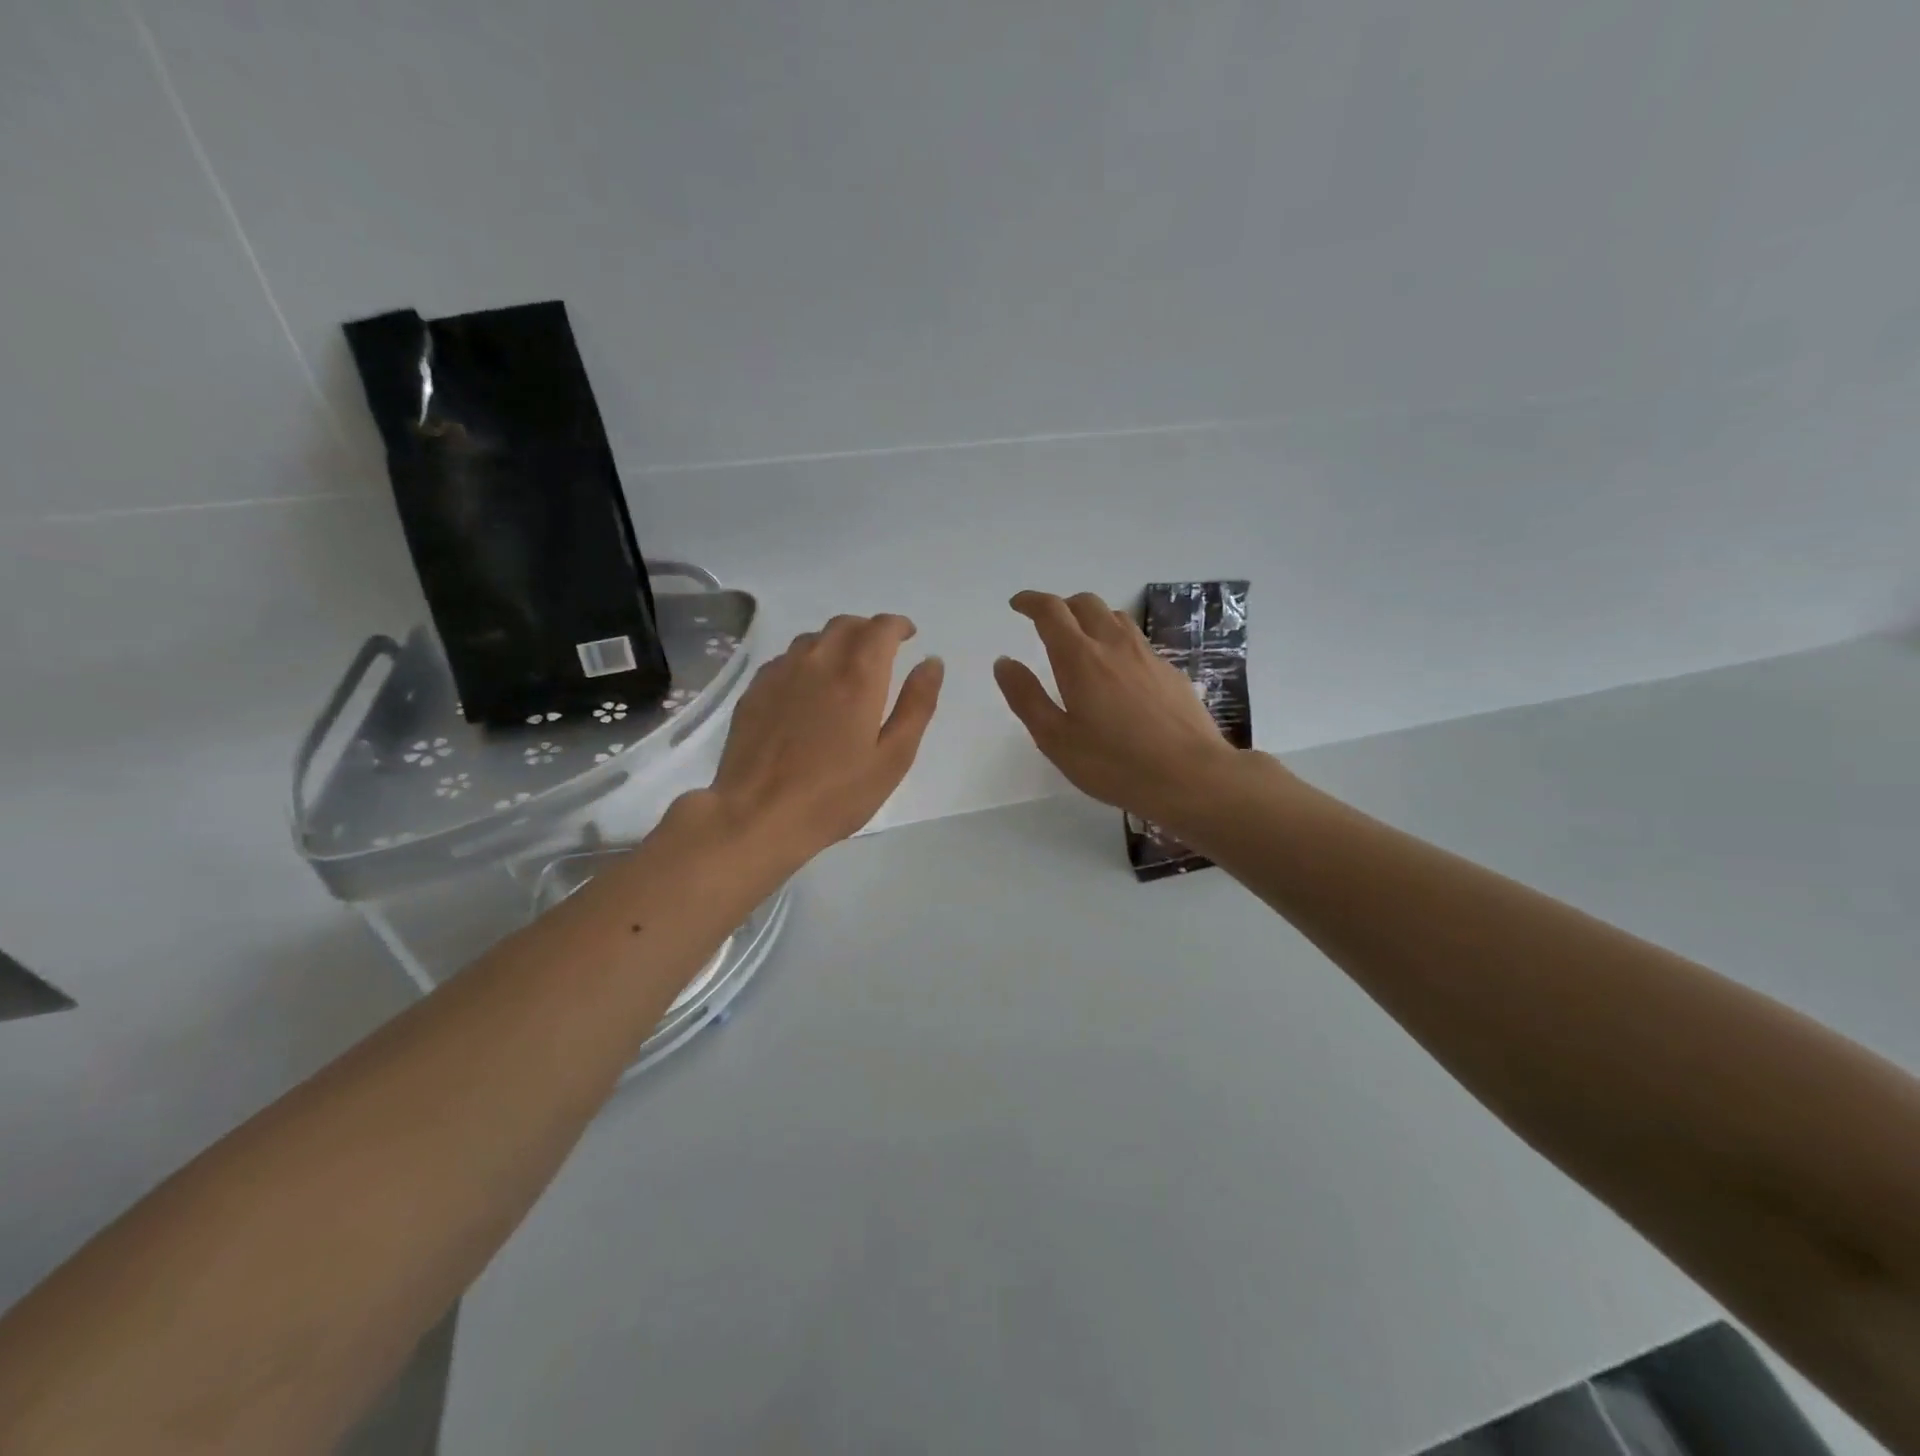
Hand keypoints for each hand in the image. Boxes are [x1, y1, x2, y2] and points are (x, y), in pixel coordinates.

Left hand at [705, 613, 943, 858]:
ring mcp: (781, 673)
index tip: (908, 635)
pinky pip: (787, 659)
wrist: (757, 815)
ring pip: (813, 639)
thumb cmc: (835, 794)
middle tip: (881, 652)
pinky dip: (807, 661)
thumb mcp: (893, 758)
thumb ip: (917, 705)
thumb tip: (932, 662)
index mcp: (858, 676)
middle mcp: (818, 662)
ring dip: (836, 642)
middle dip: (869, 630)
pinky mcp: (755, 690)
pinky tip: (808, 689)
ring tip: (846, 669)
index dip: (898, 625)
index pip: (881, 628)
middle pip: (846, 624)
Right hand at [995, 590, 1246, 820]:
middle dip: (1062, 605)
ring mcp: (1148, 655)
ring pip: (1116, 617)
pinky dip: (1117, 641)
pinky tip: (1119, 671)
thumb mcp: (1056, 739)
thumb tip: (1004, 662)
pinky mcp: (1170, 672)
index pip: (1051, 612)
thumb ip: (1026, 697)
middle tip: (1047, 623)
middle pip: (1086, 604)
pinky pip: (1138, 641)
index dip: (1031, 602)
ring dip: (1092, 618)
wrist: (1191, 776)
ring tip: (1082, 641)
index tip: (1018, 604)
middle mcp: (1114, 645)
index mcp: (1080, 658)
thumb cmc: (1114, 763)